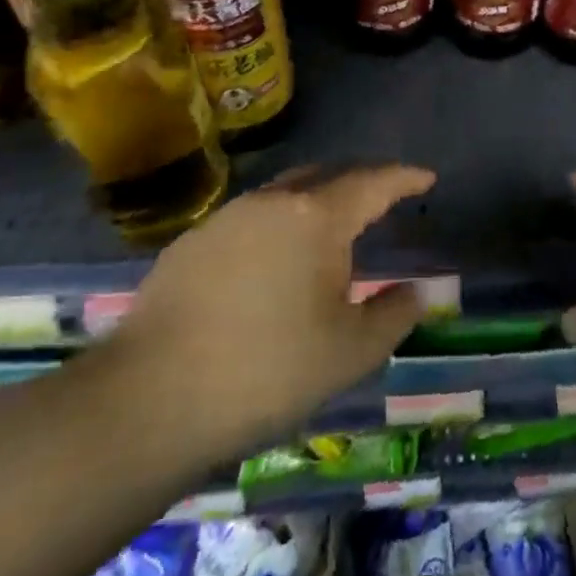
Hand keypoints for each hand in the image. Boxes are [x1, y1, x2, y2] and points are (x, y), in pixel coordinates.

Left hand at [104, 165, 434, 455]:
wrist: (149, 400)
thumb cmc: (269, 371)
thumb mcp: (351, 352)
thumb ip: (394, 314)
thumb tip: (416, 291)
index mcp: (317, 217)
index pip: (373, 183)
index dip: (405, 177)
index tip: (426, 178)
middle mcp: (271, 202)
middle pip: (326, 176)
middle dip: (360, 182)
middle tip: (382, 200)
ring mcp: (225, 219)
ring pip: (283, 194)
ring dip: (314, 203)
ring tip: (330, 232)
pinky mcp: (189, 243)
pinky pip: (249, 220)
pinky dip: (276, 227)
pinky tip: (273, 264)